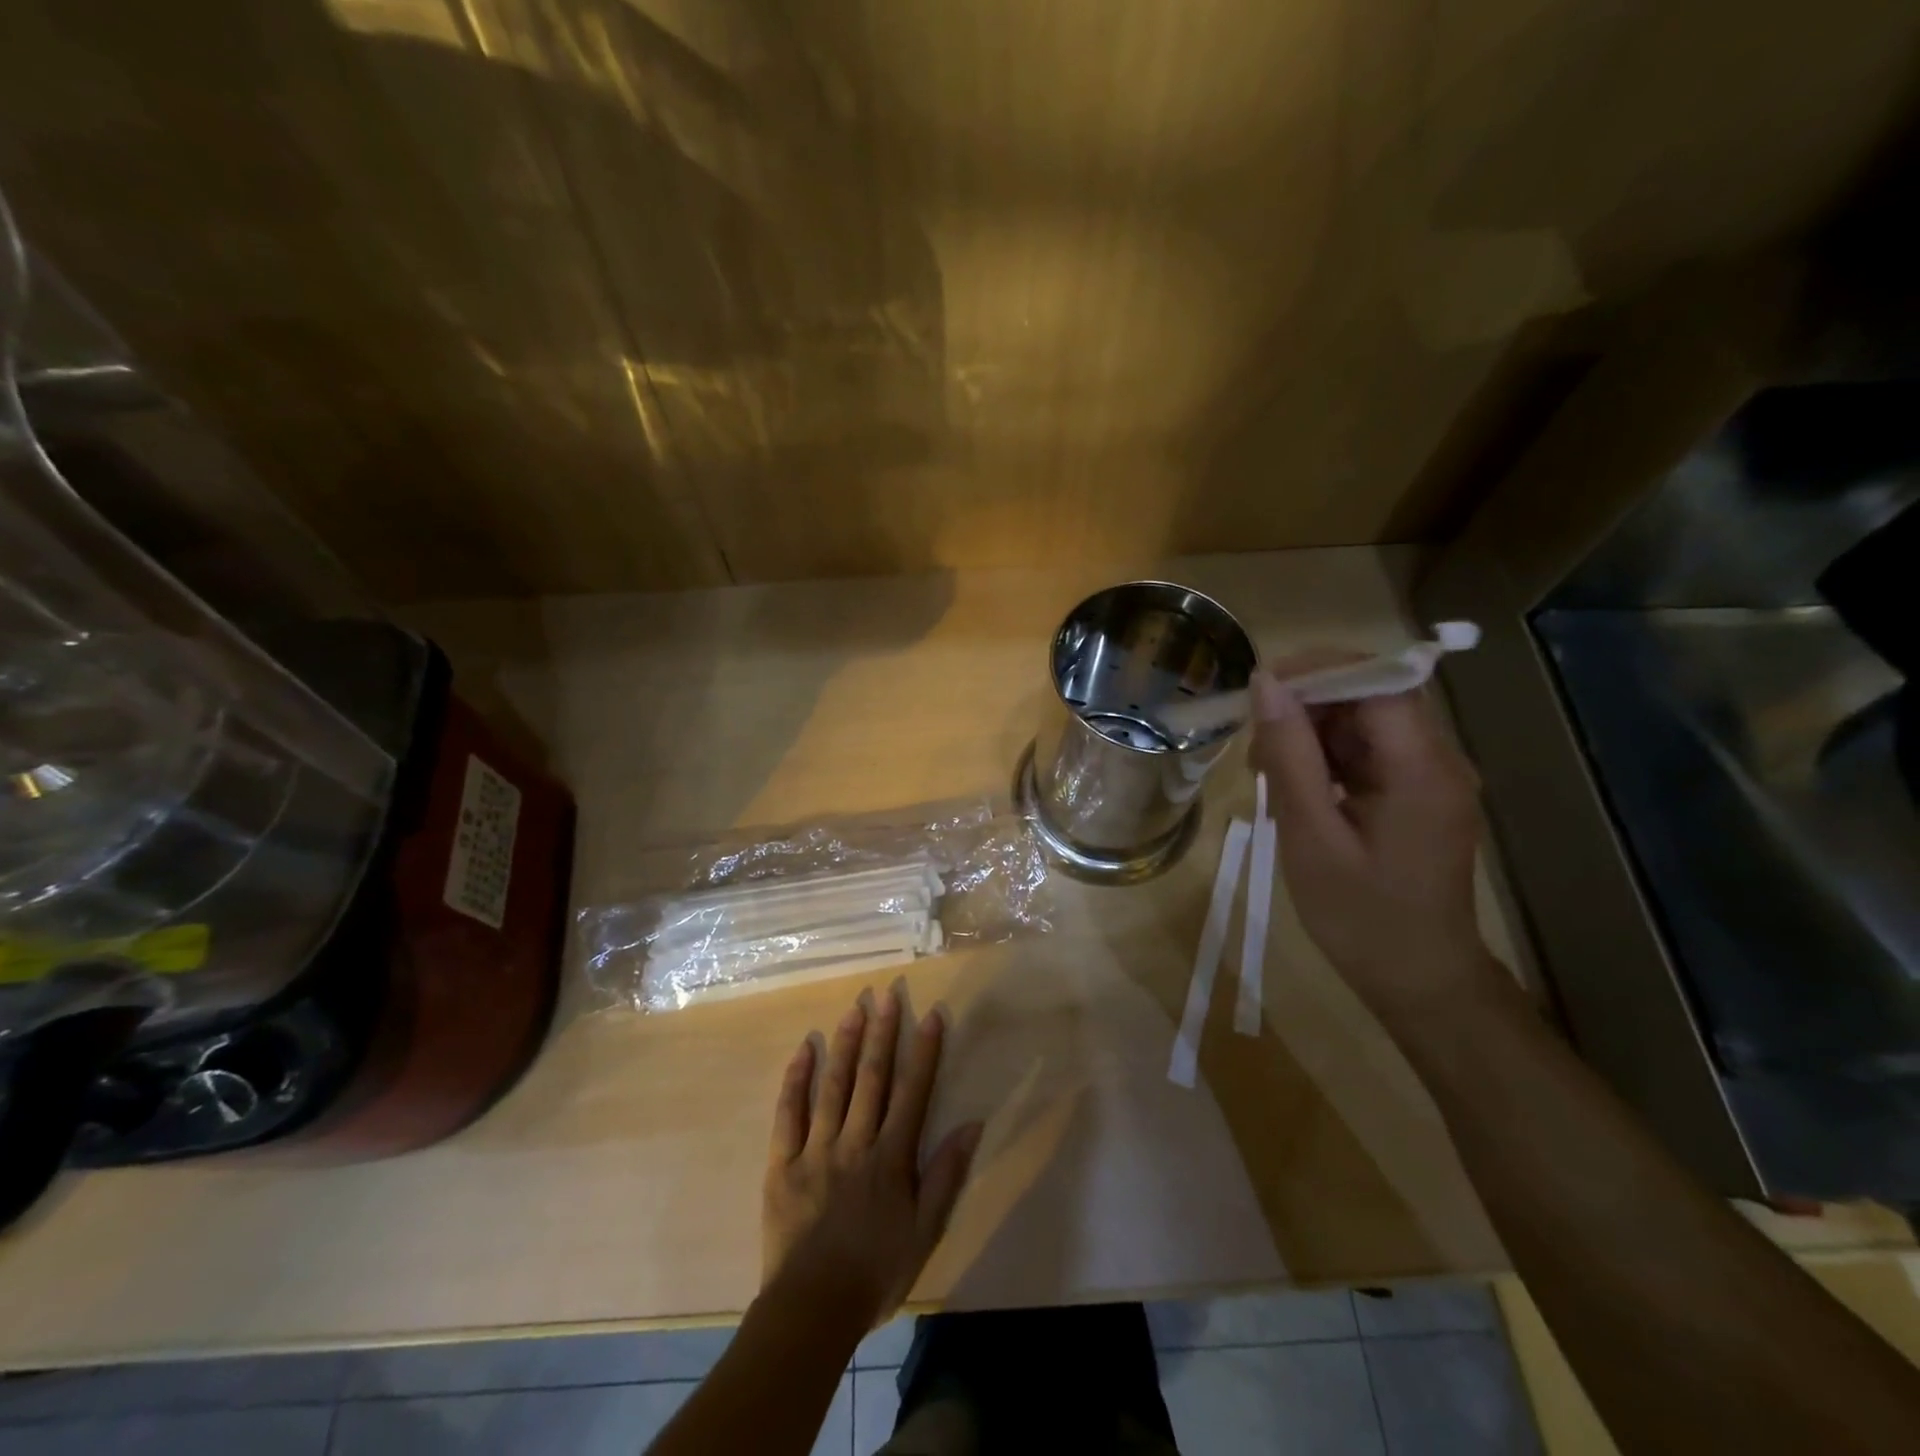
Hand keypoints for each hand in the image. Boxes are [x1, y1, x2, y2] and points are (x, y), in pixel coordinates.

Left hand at [762, 987, 982, 1333]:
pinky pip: (788, 1114)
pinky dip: (796, 1080)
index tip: (931, 1015)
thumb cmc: (876, 1270)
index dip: (924, 1051)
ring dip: (844, 1044)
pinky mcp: (782, 1163)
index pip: (912, 1091)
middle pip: (871, 1078)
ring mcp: (816, 1149)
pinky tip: (803, 1049)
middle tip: (887, 995)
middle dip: (882, 1033)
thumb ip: (946, 1175)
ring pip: (832, 1086)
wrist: (812, 1309)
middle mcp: (855, 1142)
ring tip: (853, 1008)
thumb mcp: (925, 1230)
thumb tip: (972, 1125)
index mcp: (891, 1157)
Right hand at [1250, 663, 1501, 1023]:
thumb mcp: (1310, 834)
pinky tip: (1294, 789)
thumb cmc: (1359, 916)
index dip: (1319, 669)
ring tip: (1266, 773)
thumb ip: (1289, 754)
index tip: (1261, 687)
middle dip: (1307, 704)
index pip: (1379, 680)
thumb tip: (1265, 683)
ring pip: (1364, 722)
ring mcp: (1431, 777)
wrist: (1418, 981)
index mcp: (1422, 769)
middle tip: (1255, 744)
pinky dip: (1326, 758)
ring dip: (1311, 733)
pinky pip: (1368, 753)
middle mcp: (1439, 760)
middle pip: (1371, 696)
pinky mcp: (1418, 794)